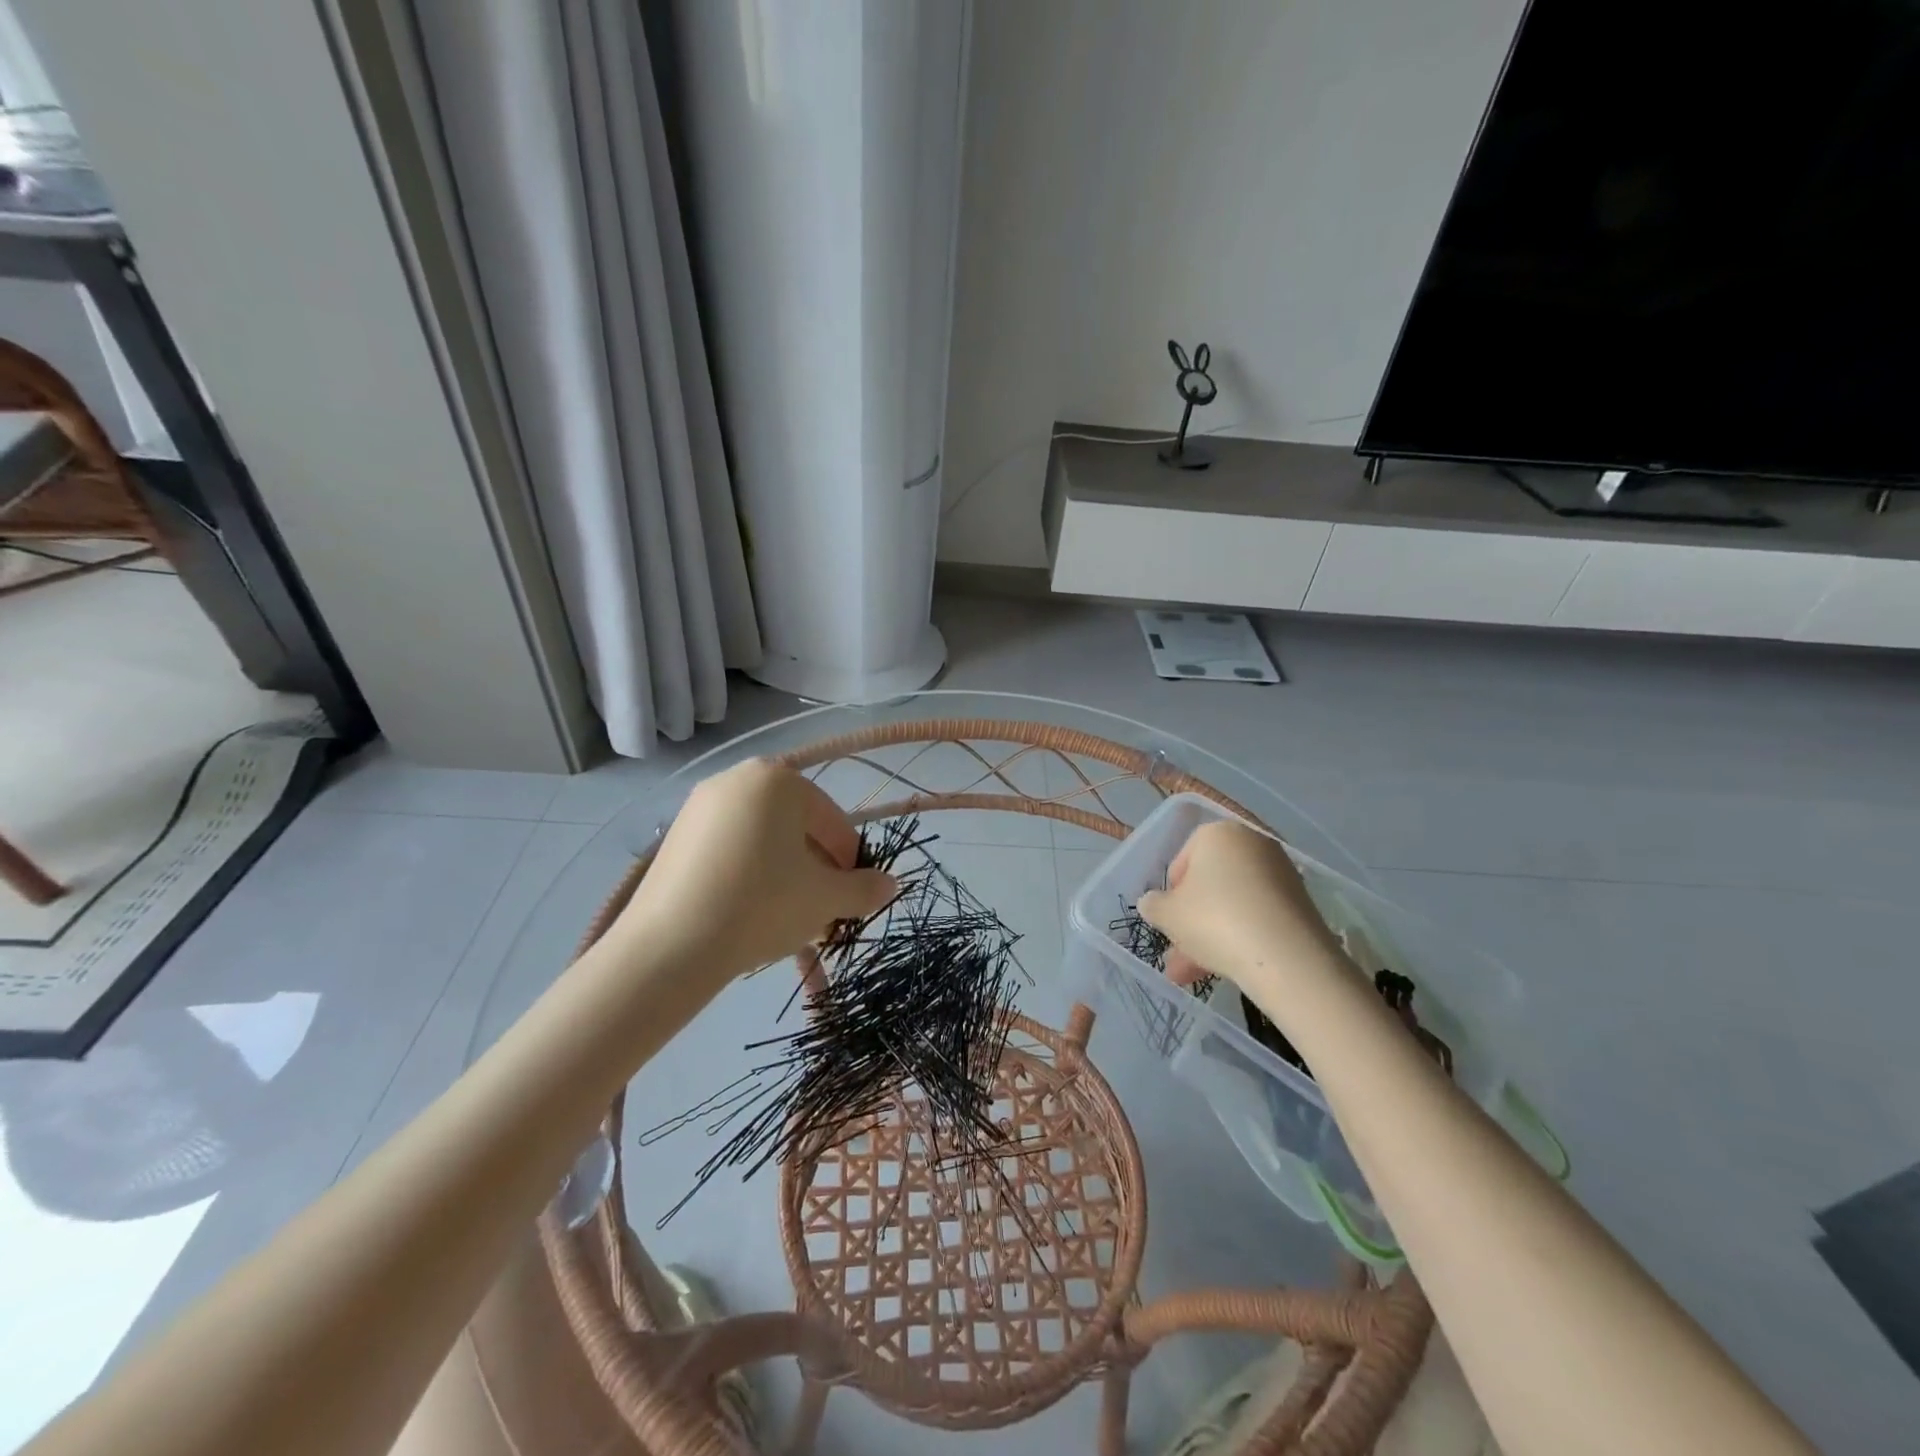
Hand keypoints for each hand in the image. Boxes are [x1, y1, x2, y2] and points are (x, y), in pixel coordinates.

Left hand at [606, 759, 897, 991]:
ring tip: (788, 915)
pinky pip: (729, 849)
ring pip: (762, 839)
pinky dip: (748, 873)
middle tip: (822, 908)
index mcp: (778, 780)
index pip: (831, 820)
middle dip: (815, 867)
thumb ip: (865, 889)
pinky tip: (749, 911)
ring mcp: (700, 806)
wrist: (670, 947)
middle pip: (796, 826)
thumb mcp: (825, 899)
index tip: (852, 896)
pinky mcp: (675, 836)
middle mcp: (737, 779)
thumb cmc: (762, 906)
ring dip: (785, 872)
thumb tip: (892, 885)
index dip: (850, 861)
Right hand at [1136, 820, 1348, 1001]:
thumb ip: (1153, 905)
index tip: (1169, 921)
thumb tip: (1153, 903)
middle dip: (1191, 923)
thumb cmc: (1214, 921)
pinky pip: (1258, 917)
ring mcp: (1281, 873)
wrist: (1286, 957)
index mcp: (1218, 833)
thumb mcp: (1167, 914)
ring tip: (1193, 977)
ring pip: (1233, 905)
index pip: (1182, 860)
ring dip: (1211, 937)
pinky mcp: (1301, 903)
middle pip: (1211, 886)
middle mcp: (1252, 844)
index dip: (1170, 894)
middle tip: (1178, 955)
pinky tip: (1227, 969)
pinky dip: (1242, 938)